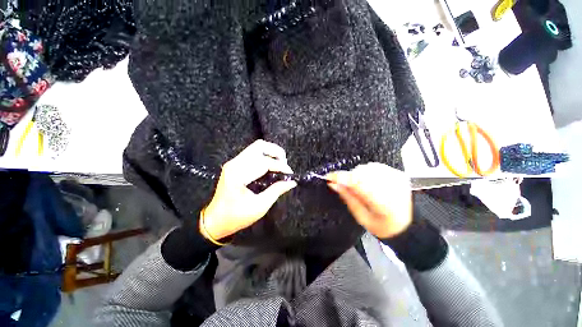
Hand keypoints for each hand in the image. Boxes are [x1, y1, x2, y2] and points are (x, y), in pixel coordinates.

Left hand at [201, 140, 296, 239]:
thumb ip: (276, 191)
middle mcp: (235, 163)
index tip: (290, 173)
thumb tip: (292, 182)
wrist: (216, 220)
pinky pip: (253, 153)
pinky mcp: (235, 164)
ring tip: (280, 164)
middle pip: (259, 146)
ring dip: (271, 153)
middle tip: (285, 164)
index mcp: (239, 174)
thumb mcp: (259, 206)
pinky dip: (265, 156)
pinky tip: (271, 166)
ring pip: (256, 147)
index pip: (264, 162)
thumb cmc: (236, 217)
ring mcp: (234, 162)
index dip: (280, 166)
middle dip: (276, 152)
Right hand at [326, 163, 411, 238]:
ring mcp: (396, 178)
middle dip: (349, 178)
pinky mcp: (397, 173)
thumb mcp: (361, 216)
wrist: (409, 224)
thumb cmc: (384, 225)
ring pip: (367, 168)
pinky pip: (375, 166)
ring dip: (357, 175)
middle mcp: (392, 187)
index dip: (341, 178)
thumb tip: (333, 184)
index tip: (329, 177)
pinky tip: (368, 182)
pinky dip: (366, 172)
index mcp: (383, 203)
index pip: (357, 183)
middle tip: (344, 186)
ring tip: (359, 187)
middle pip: (361, 173)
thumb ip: (347, 197)